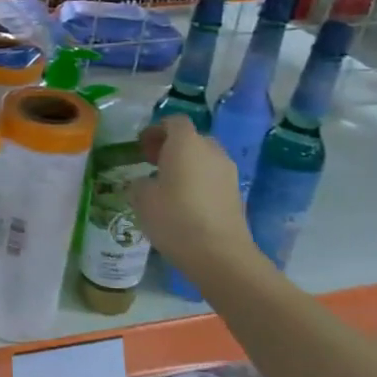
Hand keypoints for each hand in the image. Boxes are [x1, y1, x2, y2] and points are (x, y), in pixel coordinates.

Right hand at [128, 117, 262, 283]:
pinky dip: (199, 181)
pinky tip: (185, 203)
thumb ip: (140, 182)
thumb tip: (146, 181)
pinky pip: (213, 177)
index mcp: (186, 143)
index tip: (141, 147)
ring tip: (167, 185)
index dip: (155, 130)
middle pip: (191, 138)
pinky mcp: (236, 193)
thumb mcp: (141, 198)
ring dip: (186, 165)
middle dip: (171, 147)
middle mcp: (211, 151)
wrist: (219, 255)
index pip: (174, 121)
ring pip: (204, 158)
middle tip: (152, 163)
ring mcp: (228, 172)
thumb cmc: (174, 218)